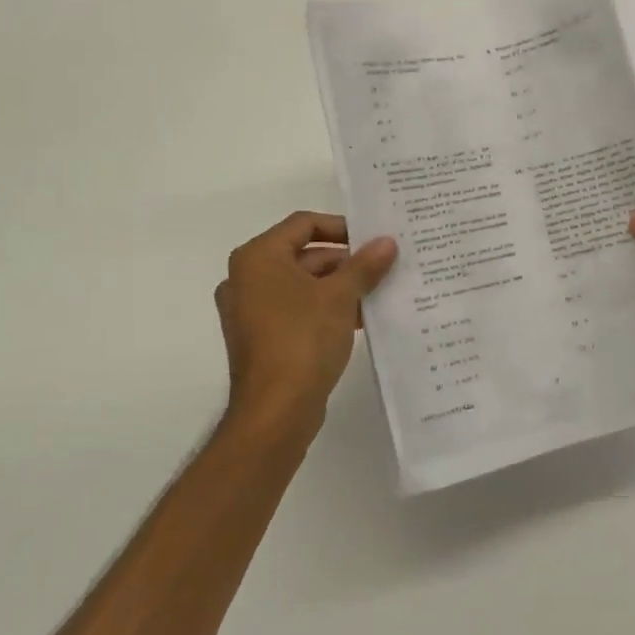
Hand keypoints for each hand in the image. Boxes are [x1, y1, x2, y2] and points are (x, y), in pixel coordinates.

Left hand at [215, 212, 397, 440]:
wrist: (275, 411)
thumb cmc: (303, 339)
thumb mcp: (341, 296)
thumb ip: (364, 265)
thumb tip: (388, 242)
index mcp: (258, 258)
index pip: (303, 224)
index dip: (341, 227)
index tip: (373, 239)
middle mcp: (246, 278)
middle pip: (303, 254)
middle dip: (345, 261)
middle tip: (383, 266)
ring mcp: (250, 310)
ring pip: (302, 283)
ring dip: (339, 286)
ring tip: (378, 292)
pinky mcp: (260, 337)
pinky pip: (296, 309)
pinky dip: (325, 308)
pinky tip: (361, 318)